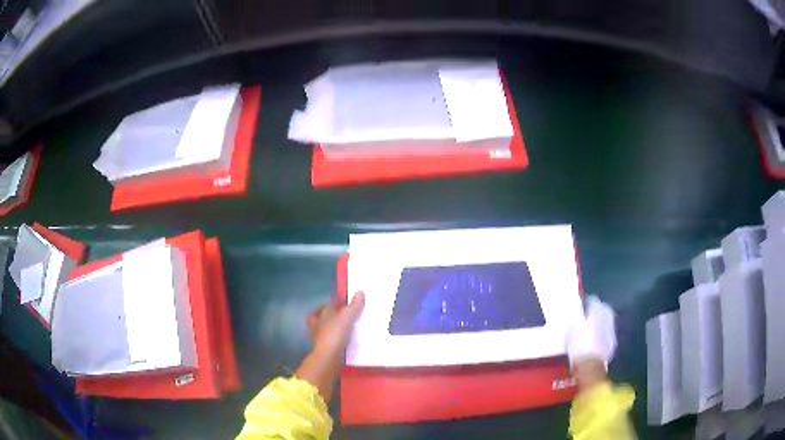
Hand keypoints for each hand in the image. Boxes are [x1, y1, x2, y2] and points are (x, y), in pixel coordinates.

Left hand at [296, 292, 364, 400]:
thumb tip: (360, 291)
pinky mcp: (325, 347)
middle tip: (350, 316)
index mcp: (323, 313)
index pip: (330, 304)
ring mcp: (320, 336)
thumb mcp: (347, 318)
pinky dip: (338, 339)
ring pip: (328, 328)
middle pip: (327, 315)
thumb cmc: (335, 334)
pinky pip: (332, 340)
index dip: (339, 302)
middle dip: (336, 315)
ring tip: (349, 328)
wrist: (327, 358)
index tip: (350, 302)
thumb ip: (353, 306)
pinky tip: (346, 341)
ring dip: (336, 328)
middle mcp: (319, 322)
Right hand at [567, 296, 616, 367]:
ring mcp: (611, 330)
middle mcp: (607, 317)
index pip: (593, 301)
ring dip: (600, 324)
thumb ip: (575, 322)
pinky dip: (601, 335)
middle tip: (587, 317)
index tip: (582, 306)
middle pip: (602, 310)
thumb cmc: (579, 345)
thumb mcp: (571, 331)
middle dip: (596, 312)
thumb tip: (577, 319)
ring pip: (605, 322)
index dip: (587, 303)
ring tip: (590, 330)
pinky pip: (606, 335)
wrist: (591, 365)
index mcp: (598, 311)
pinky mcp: (612, 343)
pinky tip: (595, 341)